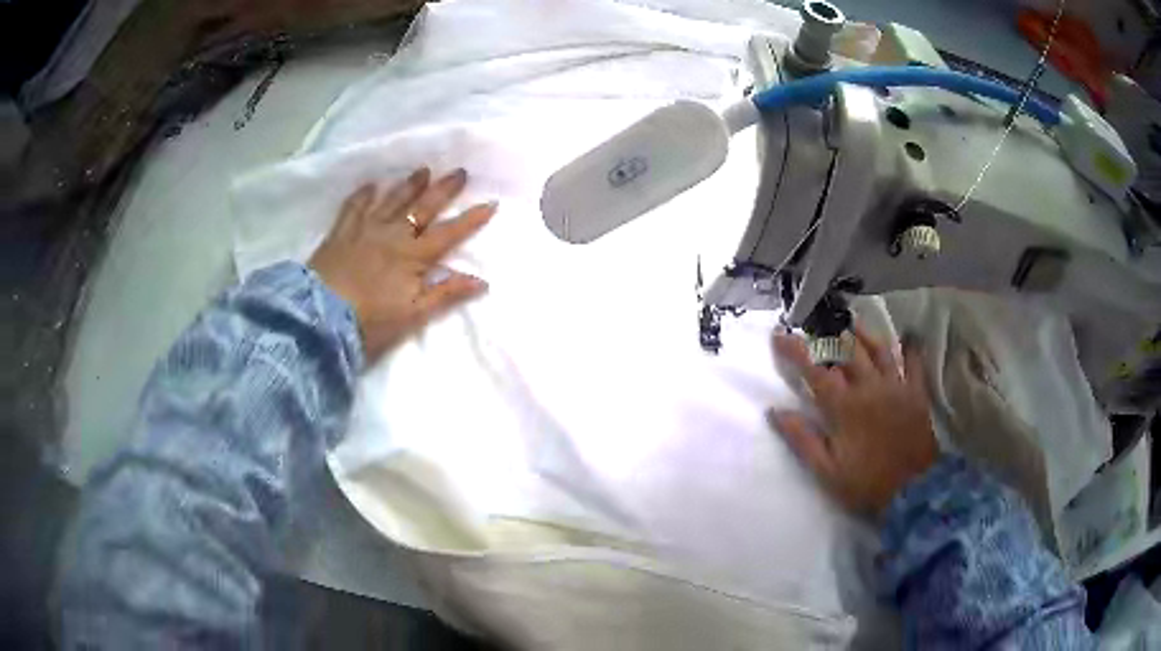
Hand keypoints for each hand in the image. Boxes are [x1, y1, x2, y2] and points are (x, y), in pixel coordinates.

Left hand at [309, 167, 494, 362]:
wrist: (321, 316)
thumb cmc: (370, 320)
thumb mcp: (413, 314)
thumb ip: (446, 294)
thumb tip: (482, 281)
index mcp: (413, 256)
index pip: (449, 233)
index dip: (471, 219)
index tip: (491, 202)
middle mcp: (392, 235)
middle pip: (423, 208)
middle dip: (443, 190)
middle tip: (459, 171)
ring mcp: (365, 230)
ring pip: (391, 201)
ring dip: (408, 185)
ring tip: (422, 170)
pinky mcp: (340, 233)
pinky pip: (353, 207)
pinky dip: (362, 195)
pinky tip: (369, 185)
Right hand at [769, 326, 937, 517]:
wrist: (913, 491)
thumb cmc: (866, 483)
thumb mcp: (826, 471)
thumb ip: (802, 440)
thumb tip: (776, 411)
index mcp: (844, 406)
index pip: (815, 370)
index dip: (795, 351)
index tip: (779, 335)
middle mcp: (869, 387)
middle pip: (847, 351)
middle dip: (829, 335)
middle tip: (817, 325)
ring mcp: (896, 387)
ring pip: (879, 350)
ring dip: (864, 334)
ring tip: (852, 323)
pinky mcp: (916, 393)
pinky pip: (914, 363)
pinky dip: (910, 349)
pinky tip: (908, 338)